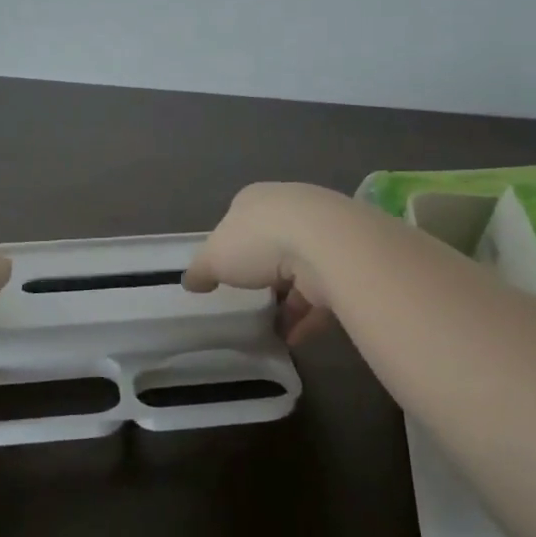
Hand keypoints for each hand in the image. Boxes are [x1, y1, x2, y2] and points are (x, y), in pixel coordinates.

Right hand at [183, 182, 351, 345]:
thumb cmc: (260, 242)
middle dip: (263, 270)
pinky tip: (294, 338)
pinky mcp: (345, 260)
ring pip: (300, 267)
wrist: (327, 245)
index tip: (226, 271)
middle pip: (272, 241)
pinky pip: (322, 290)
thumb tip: (190, 281)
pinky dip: (308, 314)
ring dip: (288, 299)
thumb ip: (201, 270)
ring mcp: (322, 232)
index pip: (240, 217)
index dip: (231, 244)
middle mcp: (291, 207)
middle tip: (251, 298)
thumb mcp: (214, 257)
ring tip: (272, 328)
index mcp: (257, 198)